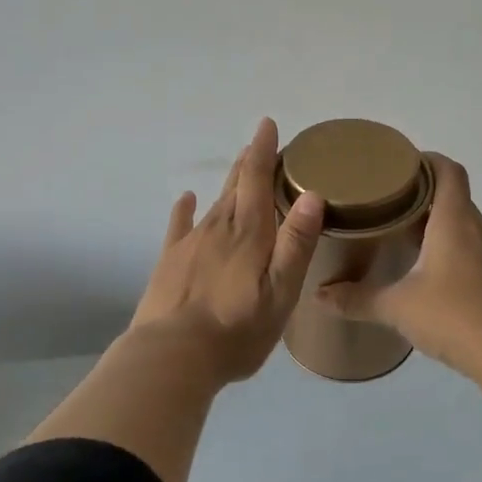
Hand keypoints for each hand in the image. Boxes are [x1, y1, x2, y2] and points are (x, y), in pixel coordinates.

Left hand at [129, 118, 325, 385]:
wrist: (173, 356)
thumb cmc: (237, 330)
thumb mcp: (281, 292)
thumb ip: (296, 244)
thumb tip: (311, 194)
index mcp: (249, 234)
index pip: (257, 180)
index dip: (264, 151)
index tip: (267, 125)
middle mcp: (219, 228)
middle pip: (236, 186)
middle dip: (249, 162)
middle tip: (259, 142)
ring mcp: (191, 244)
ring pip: (214, 203)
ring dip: (228, 183)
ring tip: (238, 167)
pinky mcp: (170, 262)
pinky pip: (180, 225)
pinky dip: (185, 209)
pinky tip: (186, 199)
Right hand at [316, 154, 481, 377]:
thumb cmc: (451, 316)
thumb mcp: (397, 307)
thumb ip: (357, 299)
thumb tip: (319, 295)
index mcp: (455, 221)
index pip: (448, 171)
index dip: (427, 161)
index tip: (402, 167)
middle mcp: (481, 228)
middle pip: (454, 198)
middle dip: (425, 199)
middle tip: (391, 210)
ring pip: (467, 227)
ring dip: (441, 228)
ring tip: (410, 243)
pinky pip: (478, 251)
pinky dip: (457, 253)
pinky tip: (437, 277)